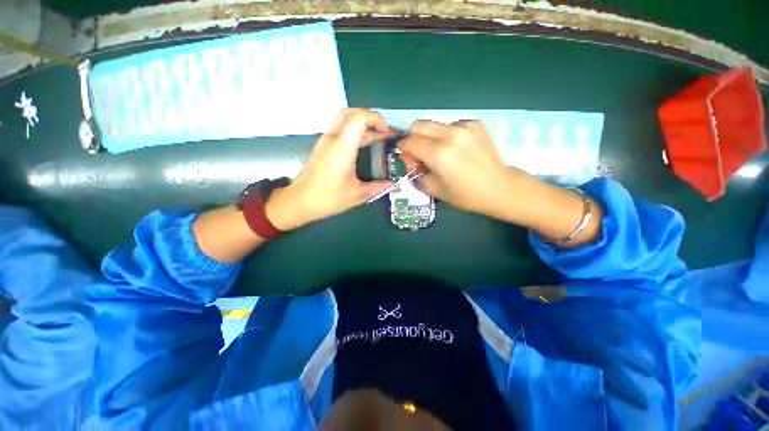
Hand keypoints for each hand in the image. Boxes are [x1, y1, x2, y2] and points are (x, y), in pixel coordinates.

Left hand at [266, 109, 393, 229]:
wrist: (299, 202)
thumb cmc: (328, 198)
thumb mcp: (357, 195)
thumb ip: (377, 187)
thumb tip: (392, 183)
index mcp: (342, 148)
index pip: (359, 118)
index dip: (376, 119)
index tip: (387, 132)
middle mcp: (332, 139)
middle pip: (351, 112)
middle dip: (370, 117)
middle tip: (384, 131)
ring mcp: (325, 141)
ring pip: (344, 119)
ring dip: (362, 123)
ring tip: (377, 136)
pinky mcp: (322, 146)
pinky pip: (340, 129)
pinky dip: (354, 130)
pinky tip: (363, 144)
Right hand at [398, 120, 518, 215]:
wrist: (500, 188)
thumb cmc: (465, 195)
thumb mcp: (434, 189)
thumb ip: (416, 172)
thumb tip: (411, 159)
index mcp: (438, 153)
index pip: (409, 142)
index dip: (403, 149)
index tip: (407, 157)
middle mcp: (450, 134)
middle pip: (418, 125)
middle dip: (414, 138)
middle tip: (420, 153)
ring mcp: (465, 126)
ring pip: (435, 124)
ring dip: (431, 137)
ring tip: (442, 153)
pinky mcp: (476, 124)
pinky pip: (451, 125)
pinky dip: (448, 135)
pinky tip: (457, 148)